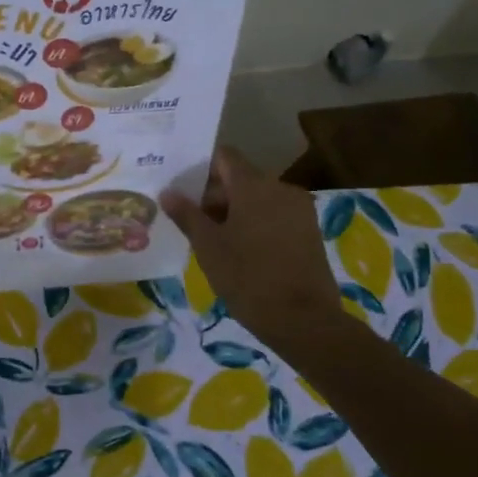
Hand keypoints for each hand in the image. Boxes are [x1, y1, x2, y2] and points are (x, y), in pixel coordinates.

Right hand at [162, 147, 345, 352]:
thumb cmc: (248, 278)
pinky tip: (240, 250)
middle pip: (241, 178)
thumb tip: (168, 192)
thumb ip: (187, 215)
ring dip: (235, 211)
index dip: (201, 167)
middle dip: (215, 195)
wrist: (303, 320)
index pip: (225, 157)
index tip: (182, 186)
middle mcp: (280, 189)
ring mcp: (299, 210)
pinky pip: (275, 215)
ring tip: (213, 239)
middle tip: (191, 221)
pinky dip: (255, 224)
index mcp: (254, 186)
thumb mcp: (208, 246)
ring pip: (259, 198)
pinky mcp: (310, 231)